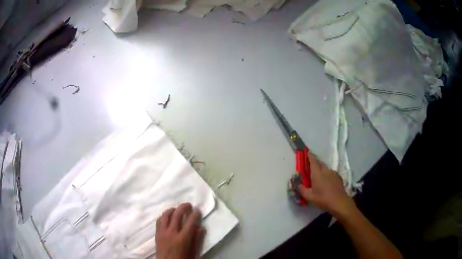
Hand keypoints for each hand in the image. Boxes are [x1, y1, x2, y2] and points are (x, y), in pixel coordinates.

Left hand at [156, 203, 205, 258]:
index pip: (190, 222)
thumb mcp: (193, 253)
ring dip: (172, 210)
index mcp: (182, 239)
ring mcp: (162, 232)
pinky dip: (164, 216)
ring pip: (165, 216)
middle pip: (177, 215)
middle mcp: (171, 233)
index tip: (198, 210)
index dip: (195, 215)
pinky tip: (167, 216)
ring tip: (177, 209)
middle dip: (183, 207)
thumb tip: (201, 227)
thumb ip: (197, 240)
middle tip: (188, 205)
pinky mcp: (157, 234)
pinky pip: (159, 221)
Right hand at [298, 153, 354, 215]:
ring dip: (322, 170)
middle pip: (320, 163)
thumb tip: (298, 185)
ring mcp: (333, 173)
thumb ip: (302, 190)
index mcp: (317, 174)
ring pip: (326, 169)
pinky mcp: (338, 177)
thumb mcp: (309, 197)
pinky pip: (331, 173)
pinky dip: (328, 175)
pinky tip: (327, 183)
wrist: (339, 202)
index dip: (310, 156)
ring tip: (320, 178)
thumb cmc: (323, 199)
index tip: (307, 153)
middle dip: (315, 164)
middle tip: (311, 168)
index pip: (313, 161)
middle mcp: (325, 170)